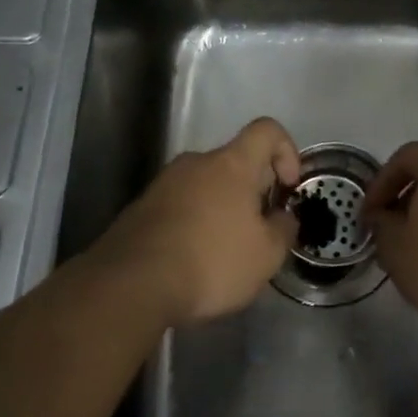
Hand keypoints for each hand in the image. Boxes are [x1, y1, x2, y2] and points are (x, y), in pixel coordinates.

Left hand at [86, 117, 300, 325]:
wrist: (129, 286)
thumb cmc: (211, 261)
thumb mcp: (267, 254)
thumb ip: (284, 229)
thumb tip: (283, 217)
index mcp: (231, 164)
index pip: (267, 130)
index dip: (286, 151)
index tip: (288, 188)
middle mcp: (195, 163)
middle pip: (235, 162)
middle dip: (253, 191)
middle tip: (259, 230)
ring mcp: (162, 184)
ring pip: (205, 186)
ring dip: (221, 209)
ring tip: (225, 251)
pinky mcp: (139, 209)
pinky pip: (180, 206)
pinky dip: (194, 224)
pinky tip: (193, 261)